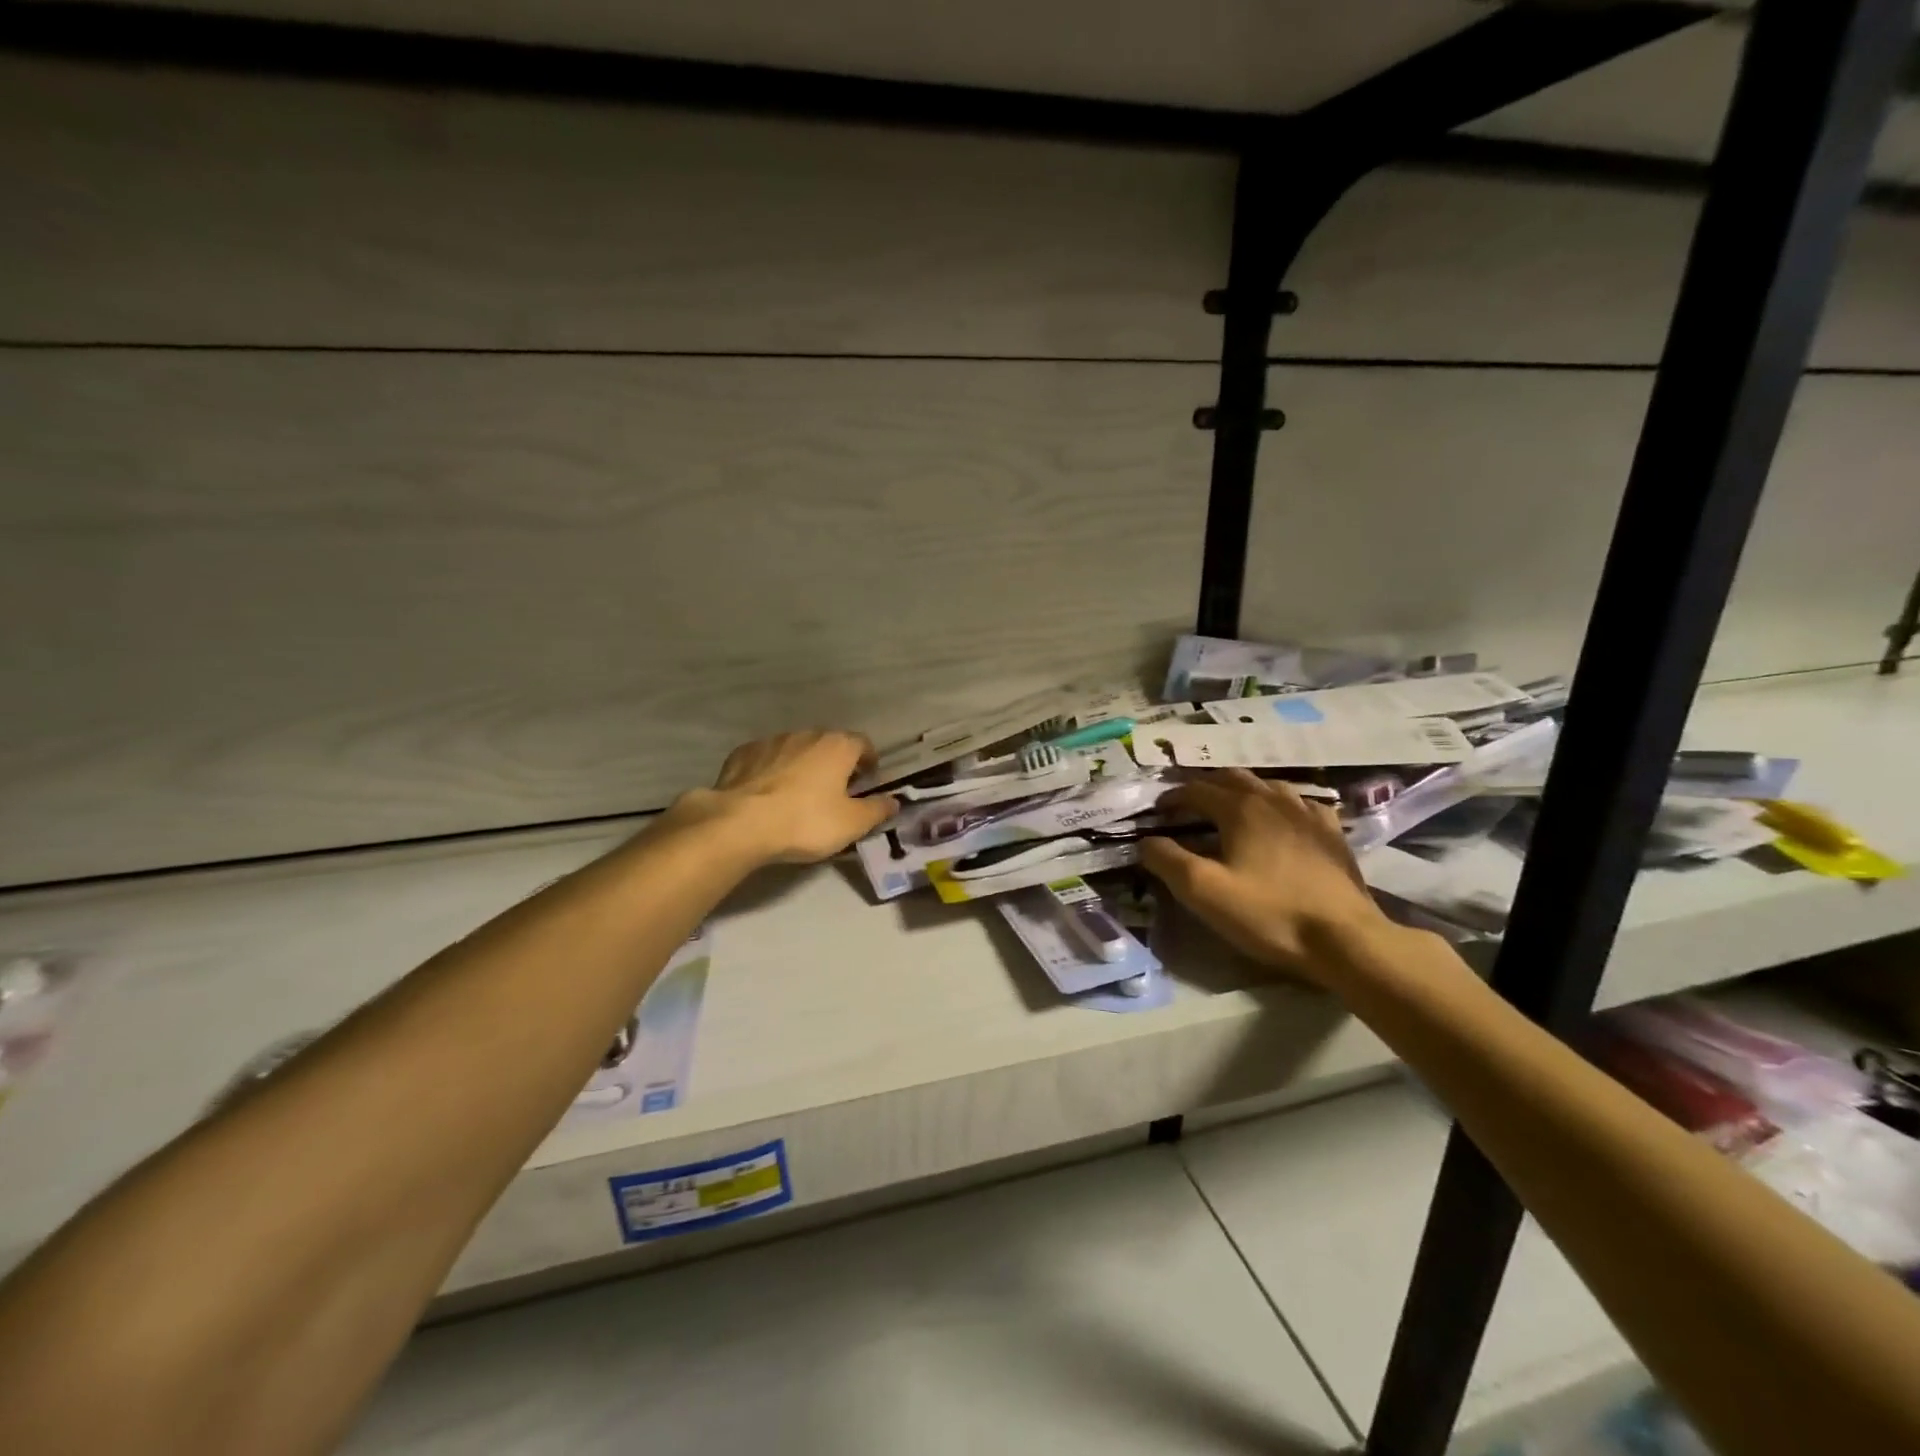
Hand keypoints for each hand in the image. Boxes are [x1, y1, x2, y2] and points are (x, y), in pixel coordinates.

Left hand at [671, 730, 897, 864]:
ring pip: (795, 750)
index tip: (866, 782)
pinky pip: (766, 759)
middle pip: (828, 745)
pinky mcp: (742, 754)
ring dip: (802, 766)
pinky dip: (772, 771)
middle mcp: (806, 734)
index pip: (863, 744)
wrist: (739, 823)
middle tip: (834, 792)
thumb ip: (877, 810)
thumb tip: (894, 801)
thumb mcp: (852, 824)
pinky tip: (767, 795)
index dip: (868, 762)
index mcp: (837, 746)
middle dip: (834, 764)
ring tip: (798, 795)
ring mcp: (771, 741)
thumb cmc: (805, 821)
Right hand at [1140, 770, 1386, 984]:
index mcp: (1240, 808)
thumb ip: (1167, 860)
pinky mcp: (1332, 833)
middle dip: (1205, 787)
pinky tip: (1281, 820)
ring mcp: (1308, 813)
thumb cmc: (1268, 913)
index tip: (1158, 812)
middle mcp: (1273, 800)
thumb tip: (1146, 841)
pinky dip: (1280, 805)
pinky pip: (1301, 804)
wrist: (1345, 939)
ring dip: (1242, 791)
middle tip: (1188, 806)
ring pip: (1267, 786)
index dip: (1172, 798)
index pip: (1196, 789)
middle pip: (1232, 778)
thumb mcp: (1204, 891)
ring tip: (1230, 808)